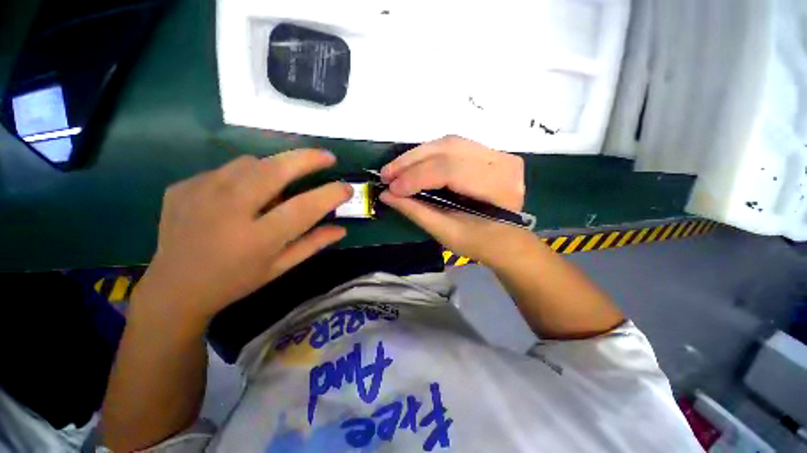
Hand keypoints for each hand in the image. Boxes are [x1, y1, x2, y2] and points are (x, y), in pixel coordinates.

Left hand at [131, 151, 351, 327]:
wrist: (174, 287)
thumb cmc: (235, 282)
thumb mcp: (279, 268)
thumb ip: (312, 245)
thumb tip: (341, 229)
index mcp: (256, 239)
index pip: (304, 208)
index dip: (330, 194)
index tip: (347, 187)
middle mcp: (228, 212)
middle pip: (275, 170)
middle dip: (307, 159)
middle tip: (327, 157)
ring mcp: (199, 194)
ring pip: (250, 163)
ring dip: (274, 168)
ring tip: (279, 184)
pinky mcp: (183, 186)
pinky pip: (226, 170)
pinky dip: (244, 176)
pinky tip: (241, 195)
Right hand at [379, 135, 530, 265]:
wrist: (505, 239)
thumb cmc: (478, 242)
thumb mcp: (446, 232)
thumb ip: (416, 211)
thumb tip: (386, 195)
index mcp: (498, 188)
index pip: (450, 171)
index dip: (416, 178)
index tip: (391, 188)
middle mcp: (502, 162)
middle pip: (448, 149)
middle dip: (411, 161)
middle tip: (386, 174)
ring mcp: (497, 153)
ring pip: (448, 143)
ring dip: (417, 155)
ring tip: (396, 169)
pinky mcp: (488, 152)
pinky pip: (453, 146)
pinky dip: (429, 154)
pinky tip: (413, 164)